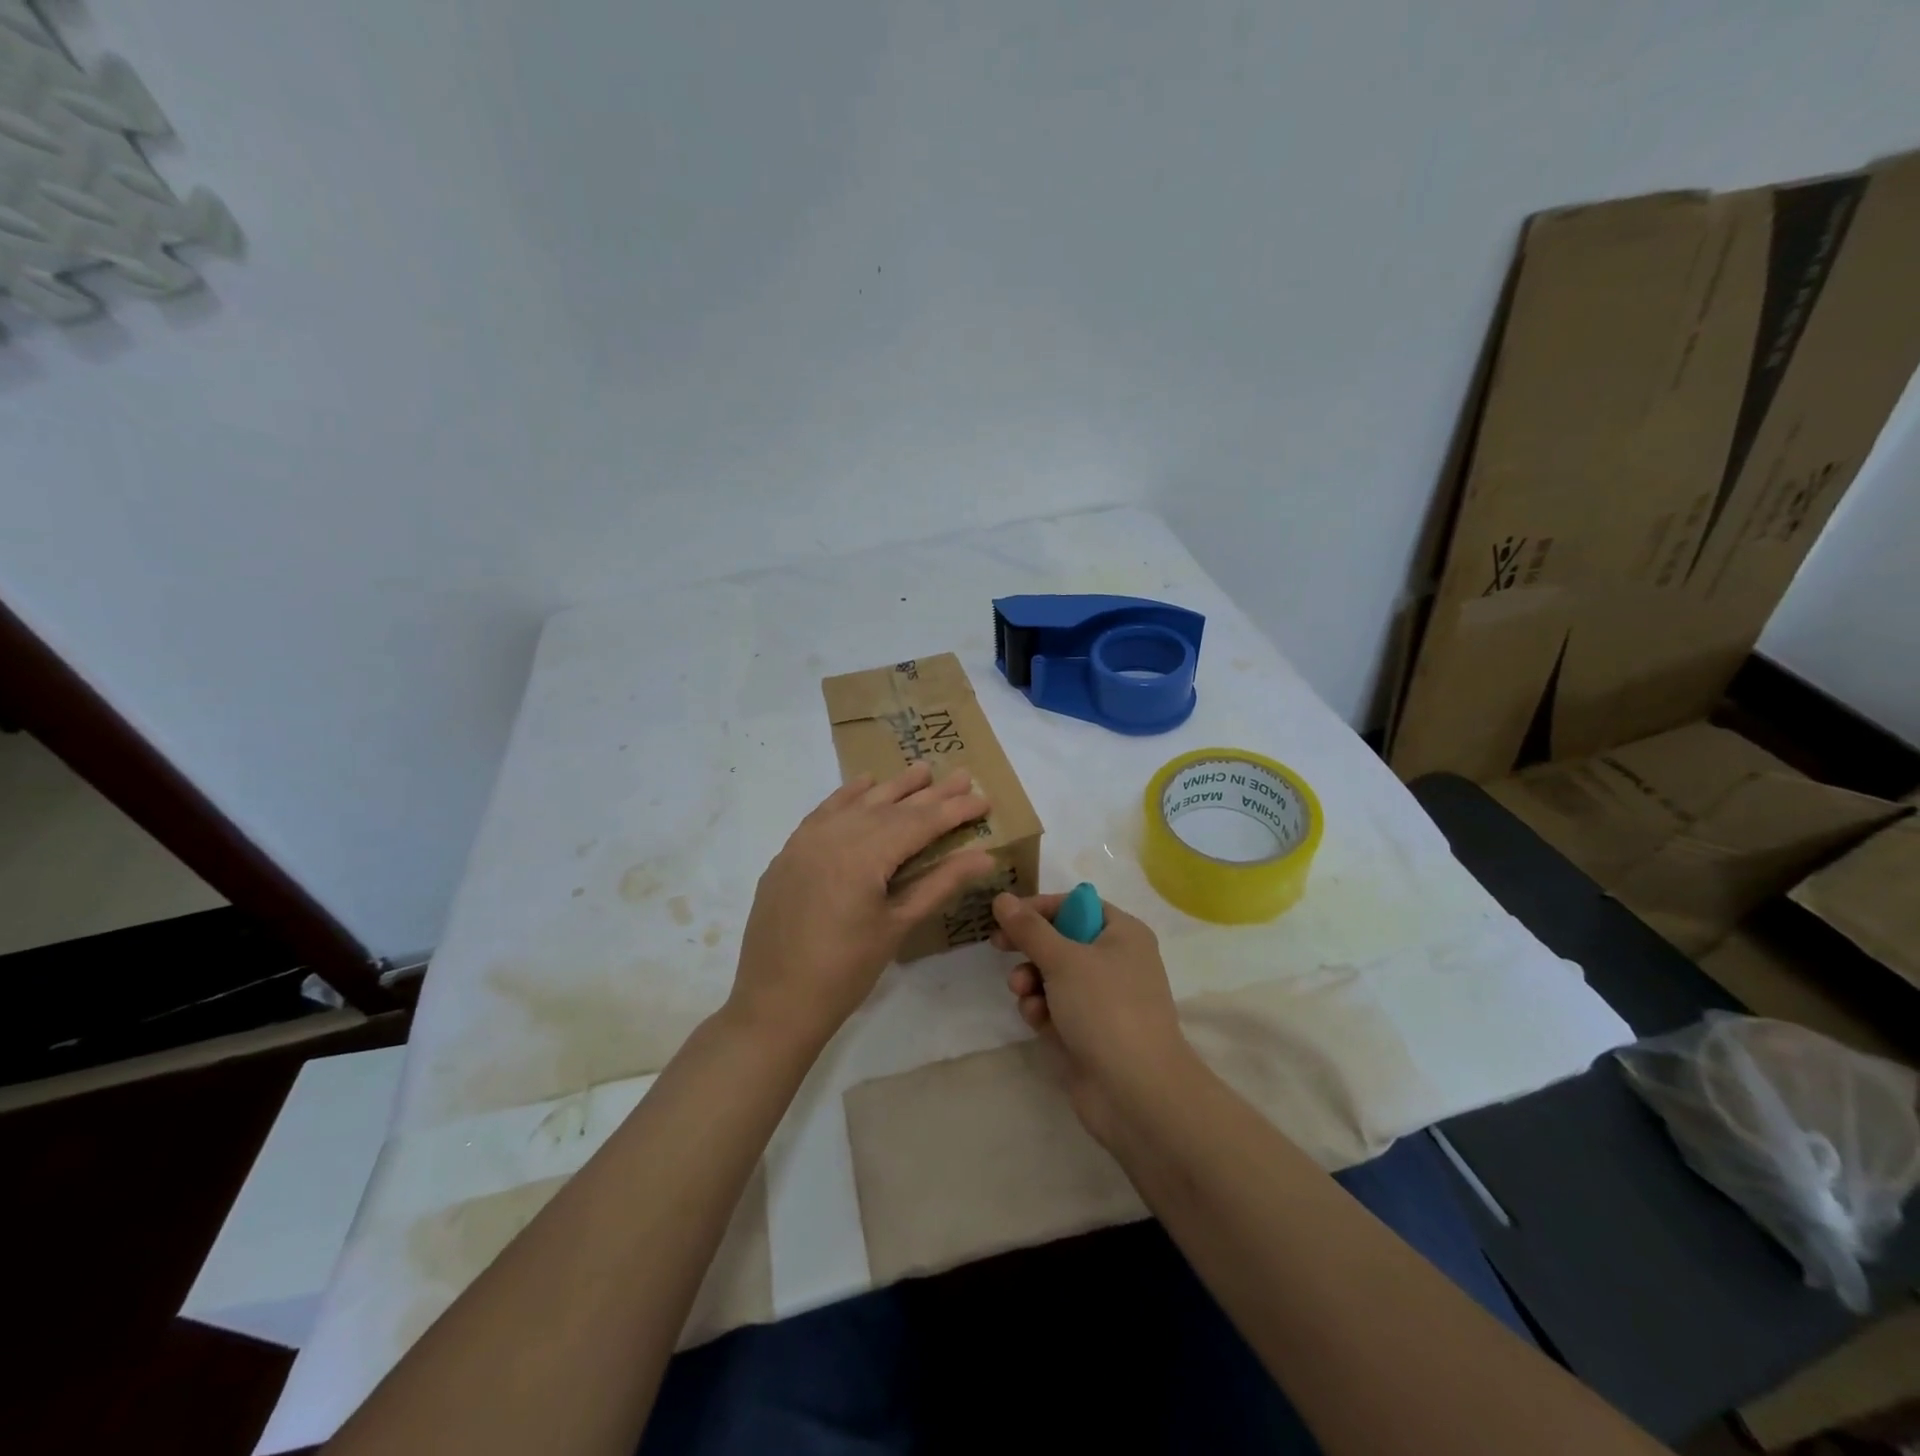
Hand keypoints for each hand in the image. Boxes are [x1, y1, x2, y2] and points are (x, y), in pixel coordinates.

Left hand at [732, 763, 995, 1049]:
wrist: (775, 1003)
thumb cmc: (845, 972)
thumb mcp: (897, 926)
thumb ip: (940, 884)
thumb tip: (984, 856)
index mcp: (863, 856)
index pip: (919, 823)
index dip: (954, 810)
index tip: (984, 798)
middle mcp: (833, 836)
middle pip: (891, 807)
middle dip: (929, 793)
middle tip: (962, 775)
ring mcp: (806, 842)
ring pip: (858, 804)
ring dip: (891, 788)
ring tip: (922, 770)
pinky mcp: (789, 853)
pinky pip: (823, 813)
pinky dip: (847, 797)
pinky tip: (865, 784)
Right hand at [991, 892, 1194, 1145]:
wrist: (1137, 1093)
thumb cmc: (1106, 1009)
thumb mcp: (1063, 959)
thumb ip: (1029, 928)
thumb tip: (1002, 898)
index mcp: (1123, 934)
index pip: (1076, 905)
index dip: (1040, 907)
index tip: (1006, 914)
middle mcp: (1116, 961)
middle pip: (1061, 940)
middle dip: (1030, 947)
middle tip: (997, 945)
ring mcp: (1103, 999)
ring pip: (1054, 976)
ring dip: (1031, 981)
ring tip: (1021, 991)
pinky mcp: (1088, 1032)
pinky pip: (1056, 1008)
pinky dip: (1042, 1010)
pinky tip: (1037, 1020)